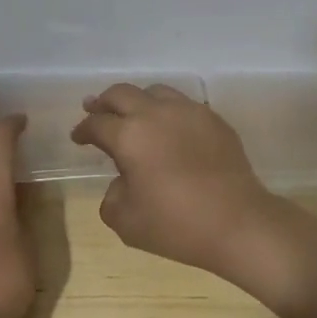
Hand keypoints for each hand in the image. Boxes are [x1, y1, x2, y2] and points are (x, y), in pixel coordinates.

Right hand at [70, 84, 290, 281]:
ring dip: (137, 101)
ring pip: (155, 91)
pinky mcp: (214, 119)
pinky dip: (167, 111)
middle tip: (95, 110)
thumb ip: (112, 196)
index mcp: (129, 136)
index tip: (78, 137)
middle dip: (103, 102)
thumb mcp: (126, 221)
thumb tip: (122, 181)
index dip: (83, 129)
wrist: (238, 223)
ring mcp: (189, 112)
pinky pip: (183, 105)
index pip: (97, 123)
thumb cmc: (176, 225)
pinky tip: (169, 128)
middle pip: (121, 94)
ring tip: (133, 115)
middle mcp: (156, 113)